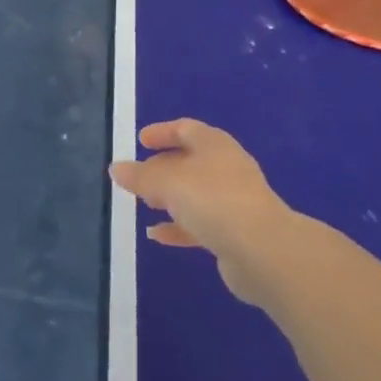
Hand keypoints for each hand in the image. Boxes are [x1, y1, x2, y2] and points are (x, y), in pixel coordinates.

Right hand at [110, 119, 292, 303]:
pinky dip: (178, 227)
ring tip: (144, 204)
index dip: (162, 133)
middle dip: (162, 168)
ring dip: (170, 199)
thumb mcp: (167, 182)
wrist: (263, 252)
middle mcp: (226, 168)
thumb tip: (116, 168)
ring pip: (195, 194)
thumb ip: (140, 176)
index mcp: (214, 144)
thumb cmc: (213, 200)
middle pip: (189, 162)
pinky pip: (200, 224)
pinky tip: (156, 236)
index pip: (185, 129)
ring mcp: (234, 202)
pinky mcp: (236, 234)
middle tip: (138, 177)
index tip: (141, 141)